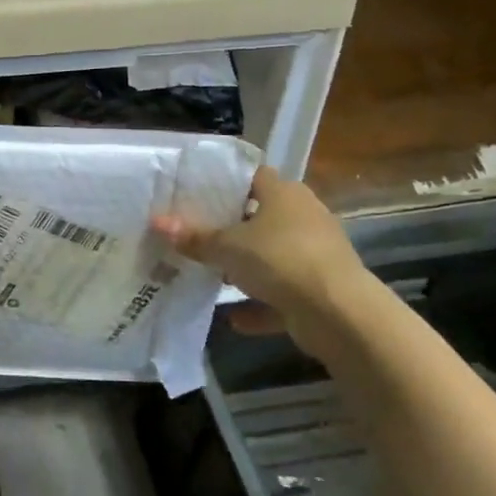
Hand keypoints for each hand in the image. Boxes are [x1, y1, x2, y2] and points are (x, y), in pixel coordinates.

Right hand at [151, 165, 365, 339]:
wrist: (338, 313)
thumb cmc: (280, 260)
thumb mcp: (227, 247)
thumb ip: (193, 237)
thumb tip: (157, 222)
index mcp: (284, 194)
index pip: (252, 176)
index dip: (224, 182)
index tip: (194, 192)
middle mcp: (303, 217)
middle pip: (260, 216)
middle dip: (230, 228)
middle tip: (193, 233)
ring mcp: (314, 254)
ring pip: (271, 256)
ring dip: (245, 268)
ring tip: (210, 274)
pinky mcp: (319, 289)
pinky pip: (281, 294)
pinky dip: (259, 305)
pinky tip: (233, 319)